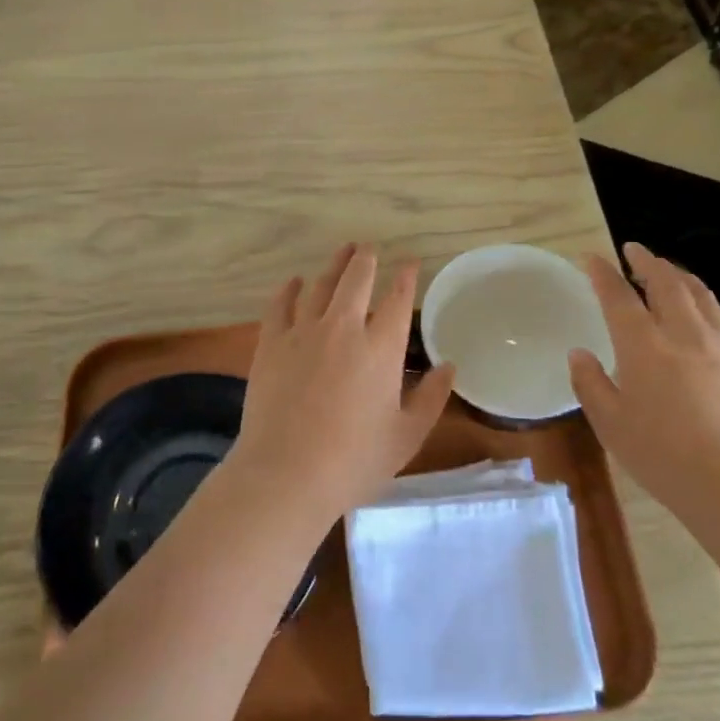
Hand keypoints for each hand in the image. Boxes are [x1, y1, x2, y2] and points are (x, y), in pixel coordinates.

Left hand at [229, 244, 456, 525]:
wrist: (286, 473)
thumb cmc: (354, 460)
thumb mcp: (406, 436)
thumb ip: (431, 398)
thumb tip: (448, 366)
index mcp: (380, 348)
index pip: (398, 299)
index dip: (406, 276)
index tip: (410, 263)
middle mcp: (343, 328)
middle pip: (357, 279)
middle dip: (366, 258)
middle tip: (370, 247)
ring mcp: (303, 332)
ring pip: (320, 285)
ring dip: (333, 265)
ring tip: (342, 251)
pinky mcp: (271, 344)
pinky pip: (280, 305)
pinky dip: (289, 289)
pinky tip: (294, 282)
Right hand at [568, 241, 719, 542]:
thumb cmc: (664, 458)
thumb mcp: (611, 425)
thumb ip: (591, 384)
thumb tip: (580, 353)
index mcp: (645, 347)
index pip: (619, 296)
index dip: (603, 273)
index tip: (592, 257)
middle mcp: (685, 335)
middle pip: (668, 283)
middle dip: (648, 261)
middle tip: (634, 251)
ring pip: (702, 295)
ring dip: (680, 276)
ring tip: (668, 271)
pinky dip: (706, 305)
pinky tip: (703, 315)